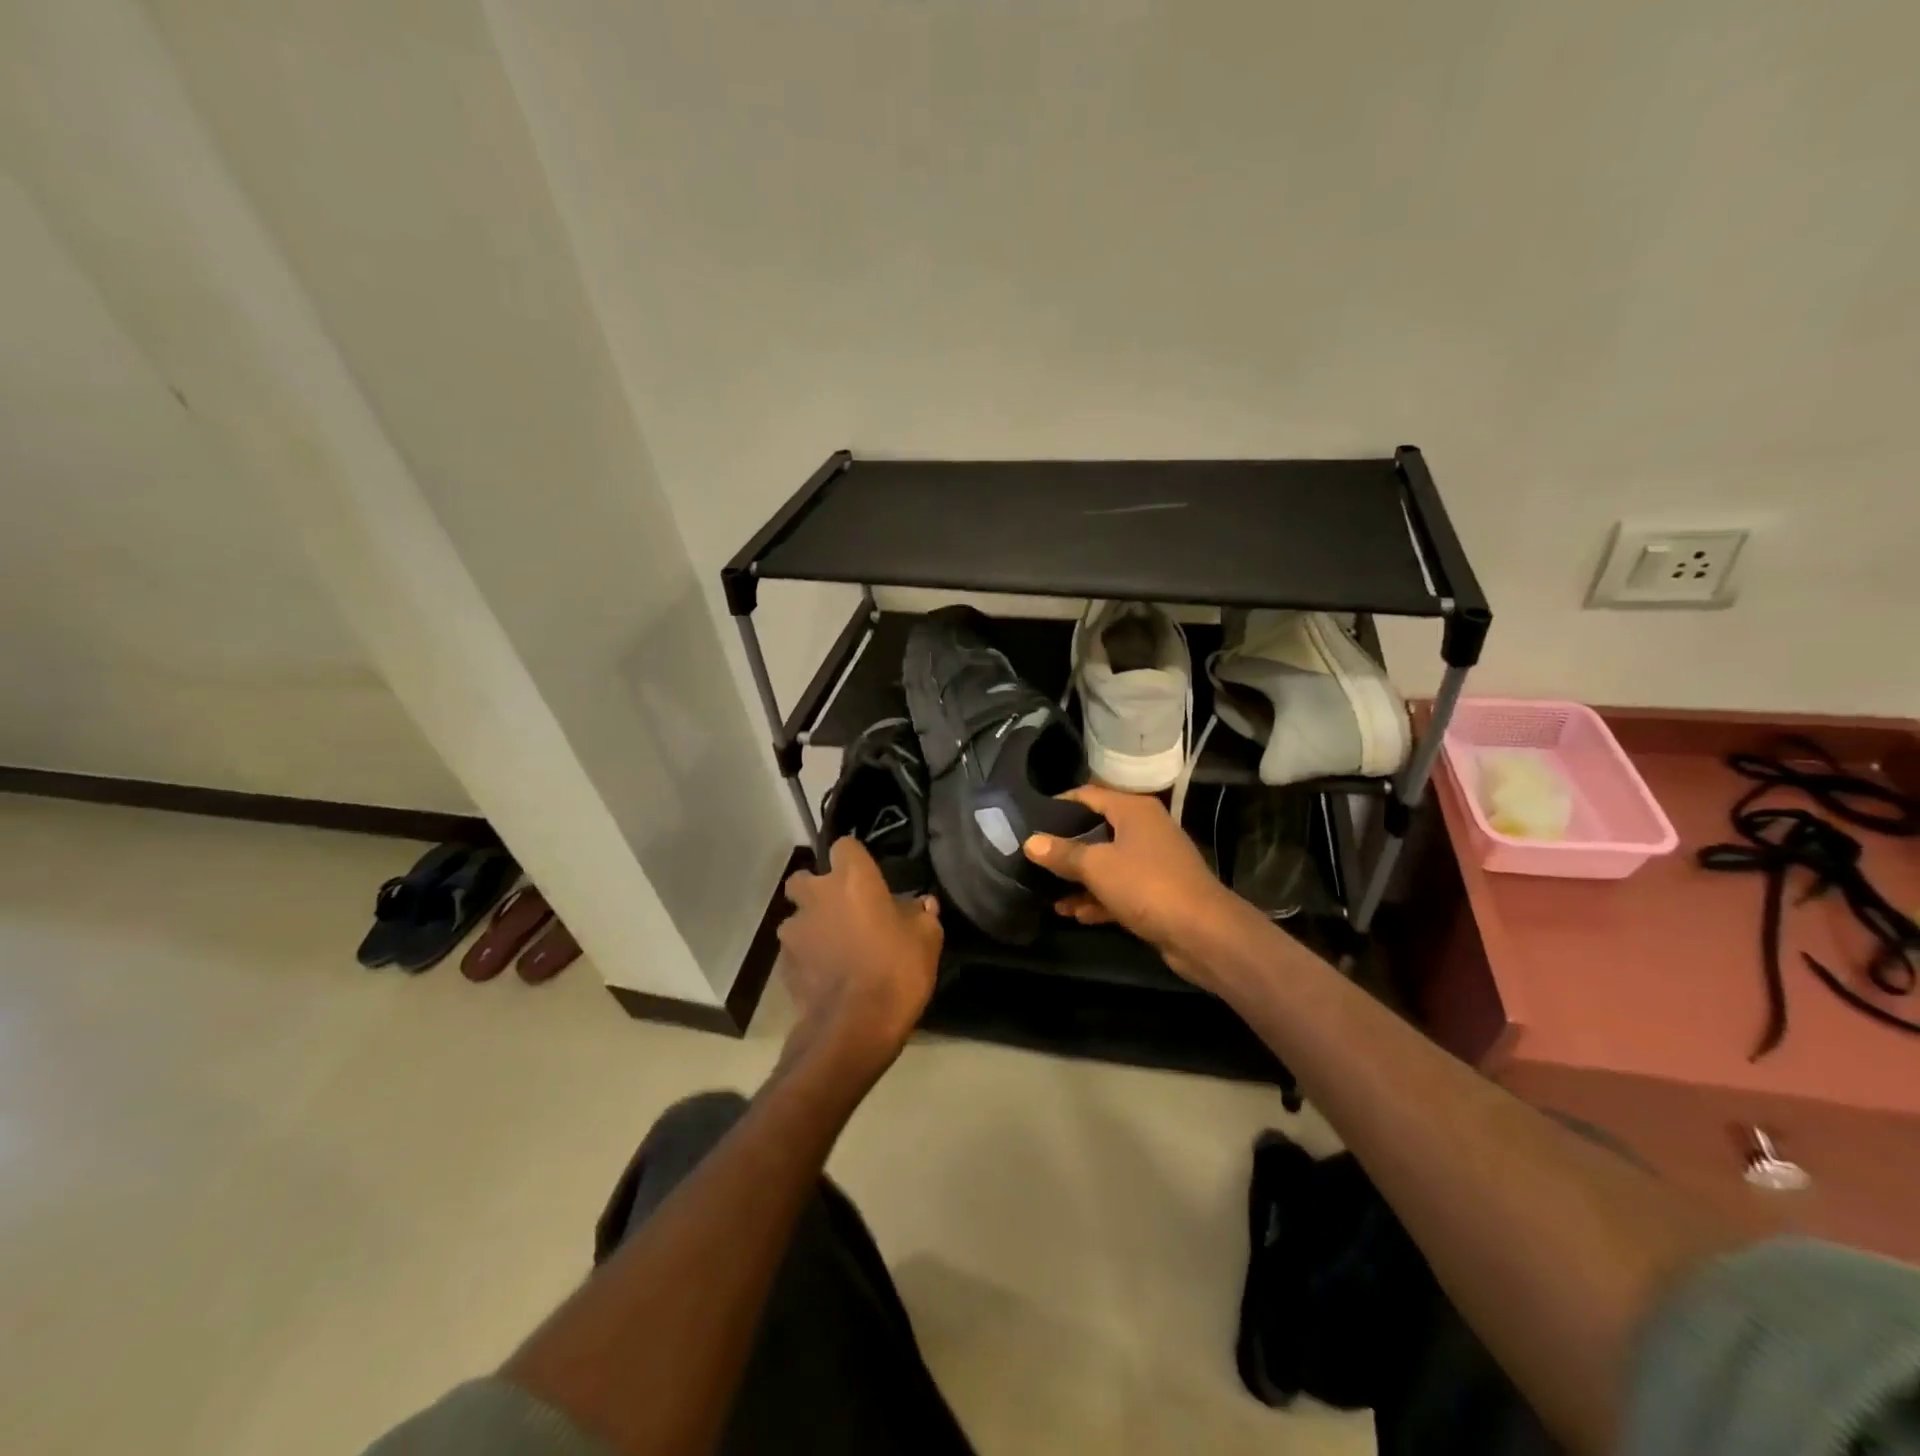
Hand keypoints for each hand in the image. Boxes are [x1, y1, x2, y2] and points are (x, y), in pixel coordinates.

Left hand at [777, 838, 942, 1078]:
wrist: (854, 1028)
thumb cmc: (896, 970)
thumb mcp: (926, 939)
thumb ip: (921, 915)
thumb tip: (922, 905)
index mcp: (852, 879)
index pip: (844, 846)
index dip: (854, 860)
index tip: (867, 877)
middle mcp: (817, 895)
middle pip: (805, 878)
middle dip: (817, 890)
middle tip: (842, 910)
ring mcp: (795, 931)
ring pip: (796, 917)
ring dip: (811, 926)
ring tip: (833, 949)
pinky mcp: (783, 965)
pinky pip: (795, 951)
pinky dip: (807, 958)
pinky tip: (826, 976)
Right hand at [1023, 786, 1246, 989]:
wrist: (1203, 933)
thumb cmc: (1146, 885)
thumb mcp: (1097, 867)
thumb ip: (1062, 853)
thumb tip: (1030, 841)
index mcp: (1134, 810)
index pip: (1088, 795)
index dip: (1059, 804)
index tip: (1030, 818)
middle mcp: (1145, 829)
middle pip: (1097, 830)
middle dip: (1066, 847)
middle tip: (1034, 857)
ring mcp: (1153, 862)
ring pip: (1108, 863)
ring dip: (1080, 879)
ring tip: (1048, 894)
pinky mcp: (1157, 892)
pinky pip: (1120, 889)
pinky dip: (1099, 899)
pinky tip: (1074, 914)